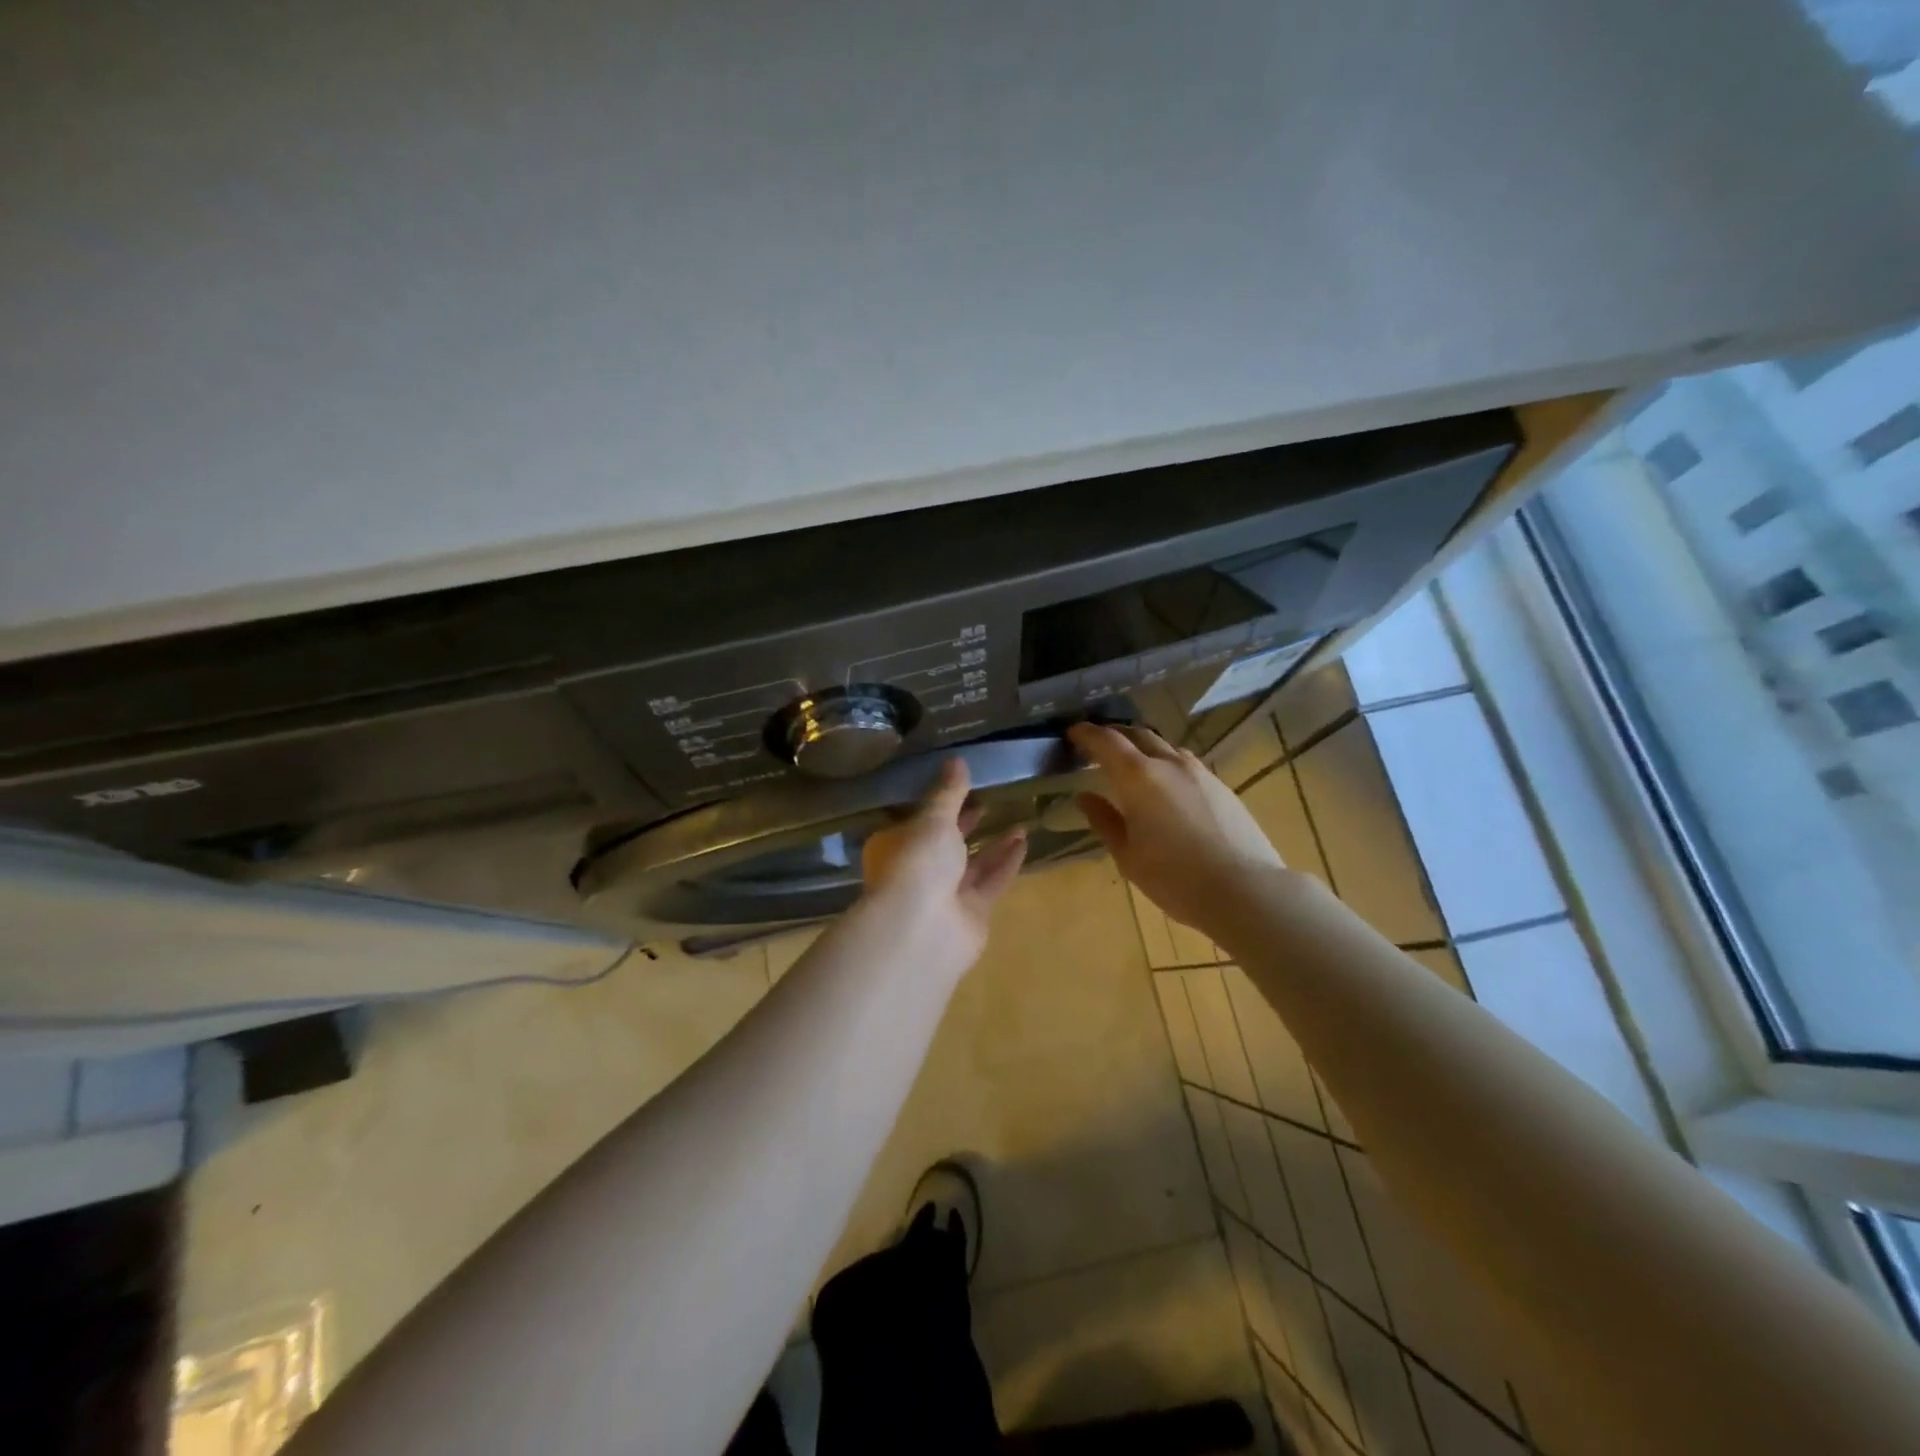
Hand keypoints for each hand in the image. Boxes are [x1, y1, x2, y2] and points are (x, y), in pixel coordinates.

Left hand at [861, 758, 1027, 961]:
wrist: (922, 930)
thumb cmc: (918, 863)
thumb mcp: (933, 819)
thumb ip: (948, 793)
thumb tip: (957, 759)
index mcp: (899, 847)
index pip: (920, 822)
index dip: (940, 806)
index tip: (964, 787)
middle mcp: (921, 871)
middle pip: (947, 845)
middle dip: (967, 825)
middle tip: (990, 802)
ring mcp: (946, 896)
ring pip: (973, 865)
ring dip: (994, 844)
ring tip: (1019, 821)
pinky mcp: (972, 914)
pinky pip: (991, 882)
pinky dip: (1007, 863)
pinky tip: (1024, 842)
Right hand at [1069, 722, 1284, 936]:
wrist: (1245, 890)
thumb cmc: (1174, 877)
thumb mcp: (1128, 855)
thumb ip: (1104, 821)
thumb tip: (1085, 797)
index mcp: (1138, 776)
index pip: (1106, 741)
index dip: (1086, 734)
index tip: (1072, 734)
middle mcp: (1169, 763)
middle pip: (1138, 735)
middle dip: (1115, 735)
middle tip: (1098, 745)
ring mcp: (1200, 773)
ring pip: (1165, 747)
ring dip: (1143, 748)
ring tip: (1132, 764)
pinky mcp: (1221, 787)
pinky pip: (1185, 764)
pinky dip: (1166, 764)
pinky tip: (1166, 787)